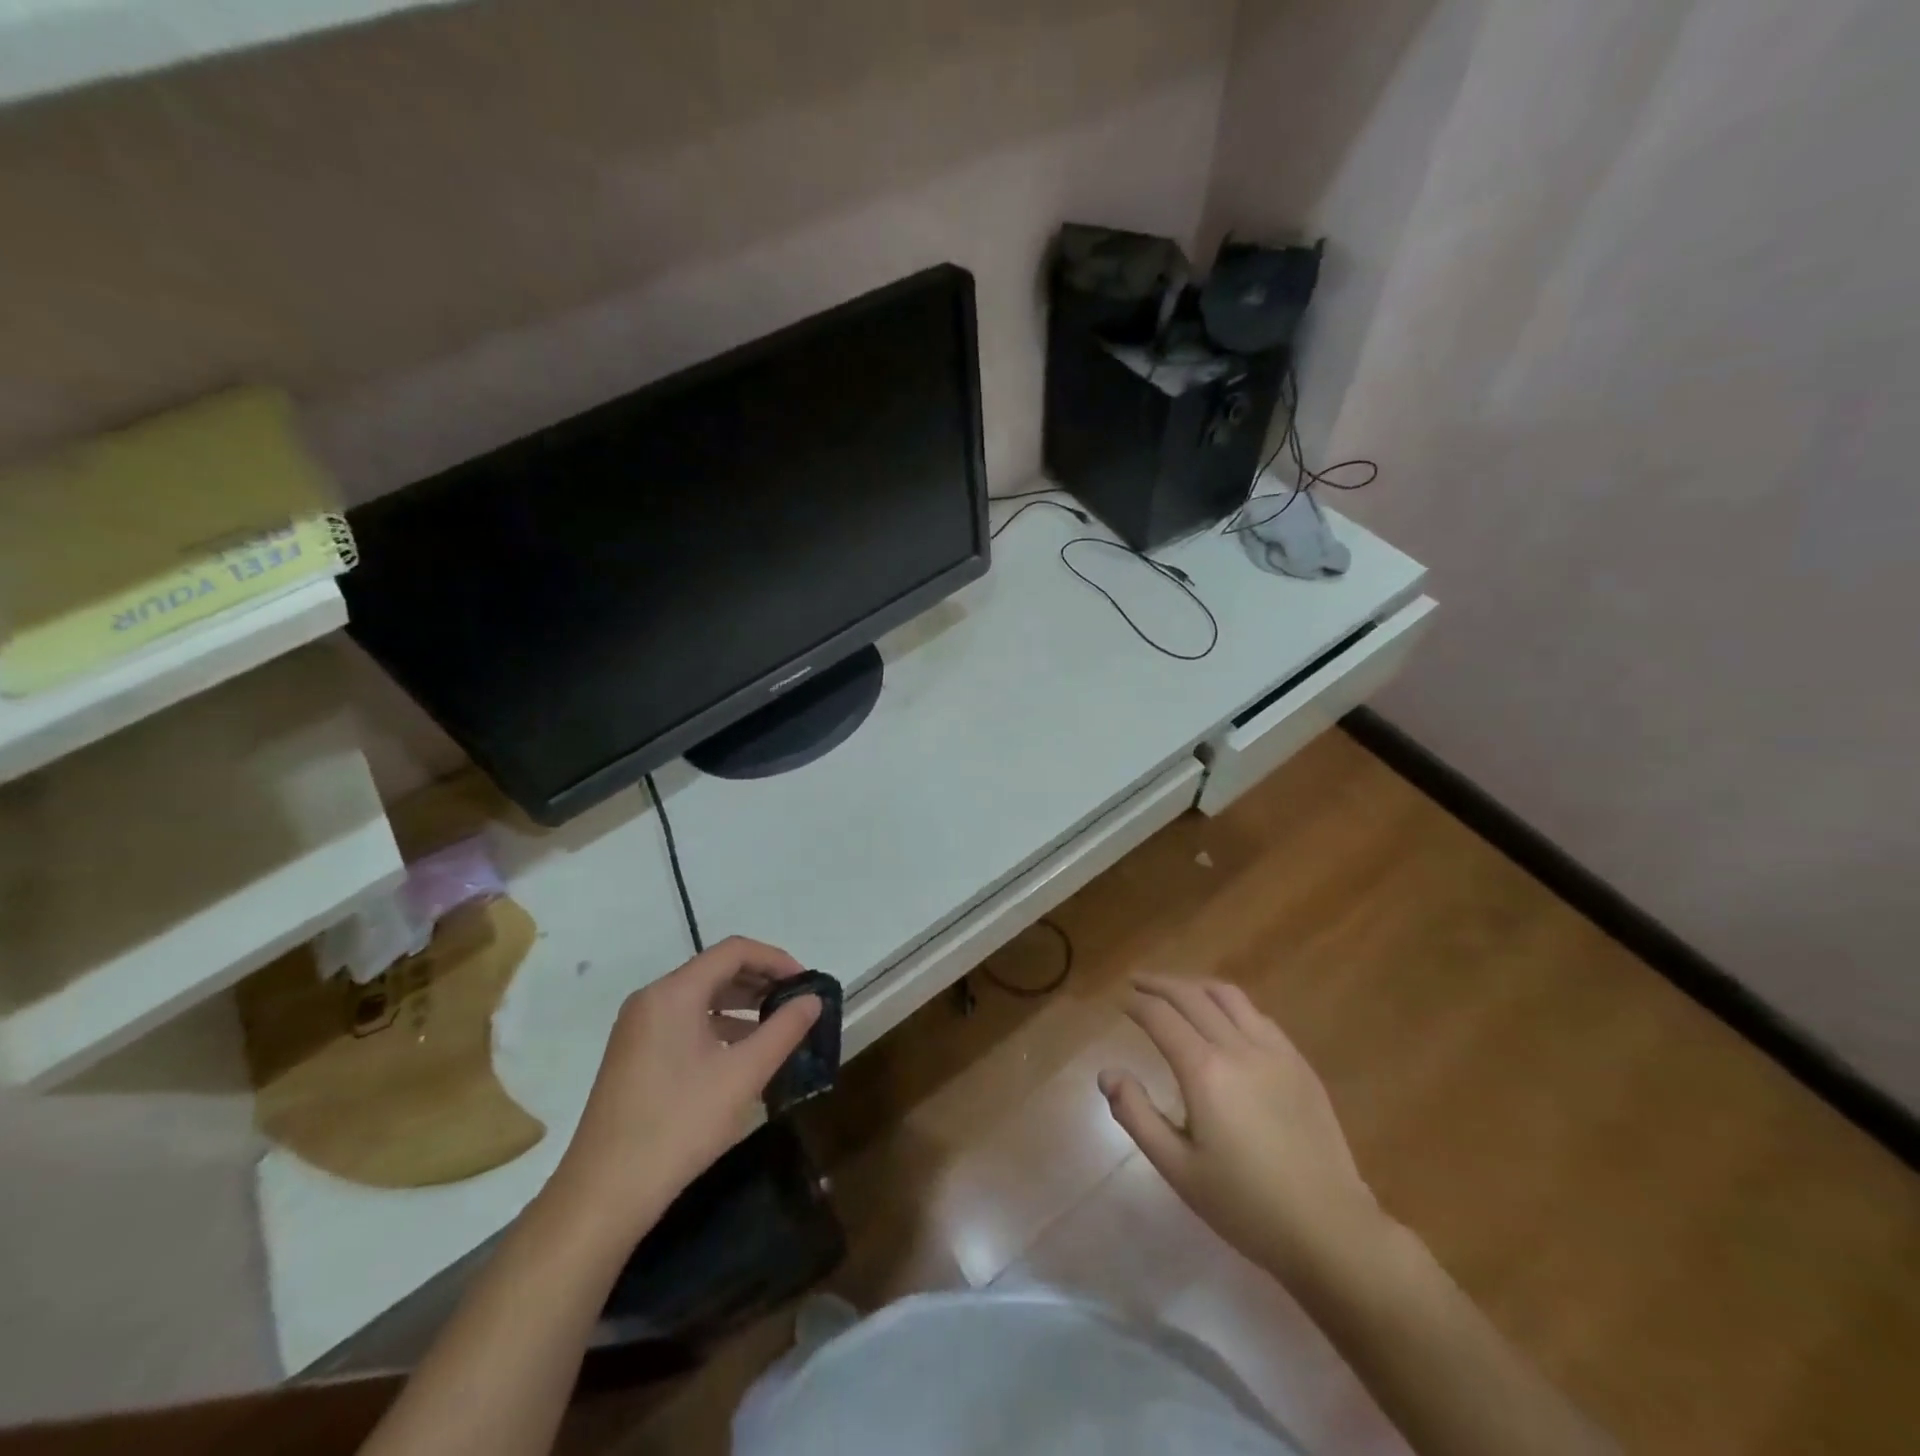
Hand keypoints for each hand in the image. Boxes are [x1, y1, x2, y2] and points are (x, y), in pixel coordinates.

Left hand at [546, 936, 820, 1243]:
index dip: (776, 959)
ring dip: (741, 1005)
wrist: (604, 1195)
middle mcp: (651, 999)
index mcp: (673, 993)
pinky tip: (740, 1055)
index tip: (805, 984)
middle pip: (715, 970)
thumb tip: (813, 999)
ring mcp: (638, 1028)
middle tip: (796, 1005)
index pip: (734, 951)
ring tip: (777, 1028)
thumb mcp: (743, 1075)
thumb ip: (784, 1030)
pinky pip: (684, 1022)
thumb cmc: (679, 1125)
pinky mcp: (634, 1055)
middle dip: (760, 982)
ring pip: (700, 997)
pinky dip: (718, 1026)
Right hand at [1099, 976, 1388, 1285]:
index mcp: (1204, 1071)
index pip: (1160, 1017)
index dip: (1136, 1004)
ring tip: (1177, 991)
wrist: (1330, 1230)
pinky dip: (1230, 1004)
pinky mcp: (1299, 1063)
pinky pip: (1258, 1016)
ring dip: (1195, 986)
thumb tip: (1107, 1074)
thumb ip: (1136, 1115)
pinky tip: (1223, 1018)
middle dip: (1159, 984)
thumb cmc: (1245, 1206)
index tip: (1120, 1001)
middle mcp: (1237, 1047)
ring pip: (1228, 995)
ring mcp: (1274, 1051)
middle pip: (1191, 995)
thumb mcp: (1177, 1168)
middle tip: (1137, 982)